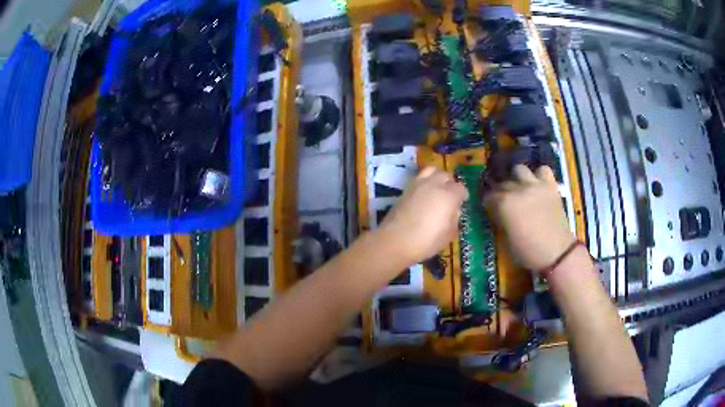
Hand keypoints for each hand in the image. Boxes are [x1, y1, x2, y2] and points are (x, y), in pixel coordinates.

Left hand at [378, 167, 467, 263]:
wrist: (395, 241)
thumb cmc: (426, 241)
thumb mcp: (448, 235)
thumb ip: (454, 220)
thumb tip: (454, 211)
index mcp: (448, 196)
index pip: (460, 188)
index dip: (463, 195)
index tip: (462, 202)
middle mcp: (434, 185)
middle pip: (446, 176)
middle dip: (450, 183)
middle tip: (450, 195)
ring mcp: (418, 185)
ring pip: (431, 171)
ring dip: (437, 177)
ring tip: (437, 188)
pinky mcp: (406, 189)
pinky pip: (419, 178)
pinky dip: (425, 181)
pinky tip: (424, 194)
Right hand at [484, 165, 574, 271]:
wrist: (557, 253)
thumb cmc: (528, 252)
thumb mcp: (506, 240)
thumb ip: (500, 221)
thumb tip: (498, 213)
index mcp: (504, 203)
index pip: (489, 196)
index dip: (489, 204)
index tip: (491, 210)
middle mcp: (517, 189)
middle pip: (503, 183)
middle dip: (501, 192)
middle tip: (505, 202)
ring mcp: (535, 185)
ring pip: (520, 169)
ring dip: (518, 178)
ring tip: (521, 189)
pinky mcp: (550, 185)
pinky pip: (543, 170)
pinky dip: (539, 175)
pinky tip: (538, 185)